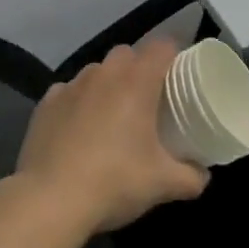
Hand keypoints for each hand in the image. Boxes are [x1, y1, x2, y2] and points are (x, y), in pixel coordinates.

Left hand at [14, 40, 209, 233]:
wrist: (49, 201)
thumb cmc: (115, 182)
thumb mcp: (164, 184)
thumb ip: (191, 177)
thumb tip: (203, 175)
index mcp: (137, 83)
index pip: (162, 46)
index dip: (174, 55)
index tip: (179, 76)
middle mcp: (104, 74)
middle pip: (127, 53)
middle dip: (139, 68)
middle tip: (148, 100)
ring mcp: (70, 86)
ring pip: (96, 71)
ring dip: (108, 84)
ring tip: (112, 115)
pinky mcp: (45, 104)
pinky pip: (68, 91)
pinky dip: (78, 102)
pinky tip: (79, 128)